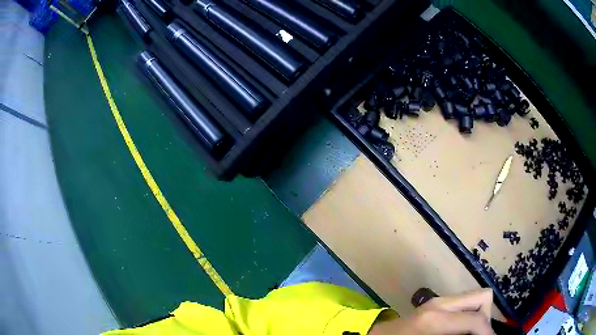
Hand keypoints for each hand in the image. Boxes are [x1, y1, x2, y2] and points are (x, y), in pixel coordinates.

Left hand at [369, 289, 494, 334]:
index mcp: (437, 318)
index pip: (477, 318)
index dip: (488, 332)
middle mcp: (442, 303)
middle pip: (483, 296)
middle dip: (487, 318)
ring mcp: (439, 300)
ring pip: (476, 298)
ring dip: (479, 315)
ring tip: (472, 334)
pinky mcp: (437, 303)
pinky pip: (465, 303)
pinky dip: (470, 314)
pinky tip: (462, 329)